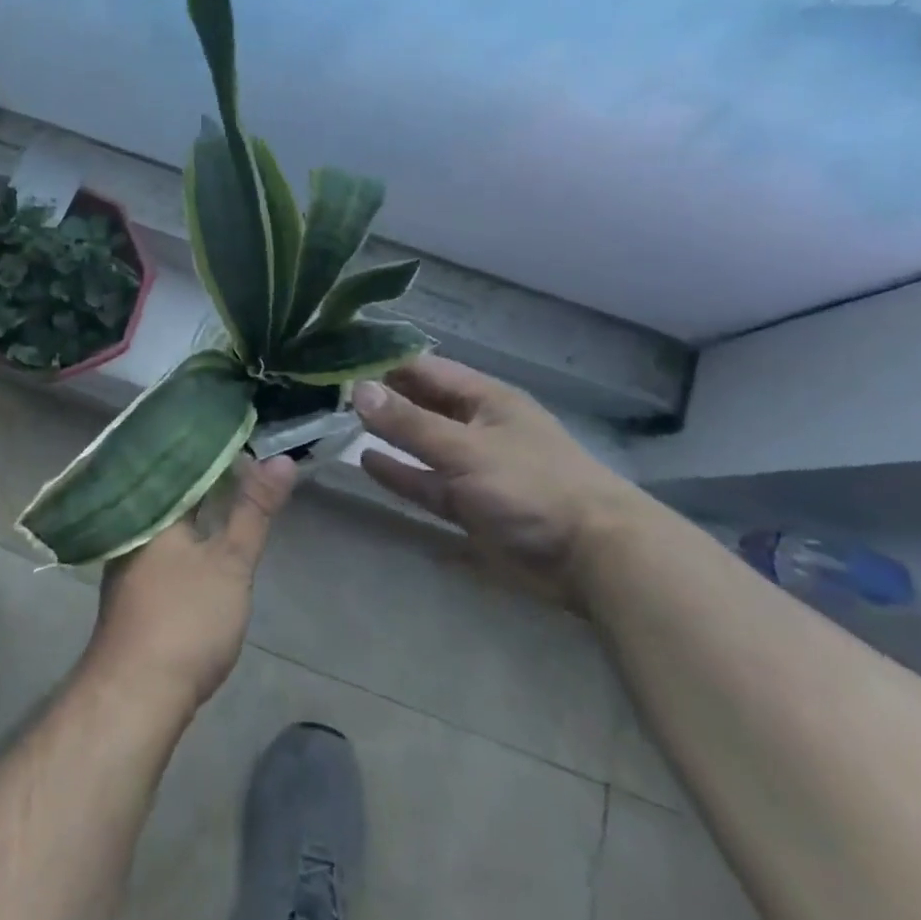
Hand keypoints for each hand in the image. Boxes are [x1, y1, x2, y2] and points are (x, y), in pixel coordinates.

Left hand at [81, 453, 297, 712]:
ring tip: (235, 488)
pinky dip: (189, 527)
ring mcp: (131, 554)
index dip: (217, 446)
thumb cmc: (185, 618)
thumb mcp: (231, 561)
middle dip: (210, 473)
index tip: (246, 433)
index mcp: (153, 506)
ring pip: (170, 512)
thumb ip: (255, 510)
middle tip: (249, 458)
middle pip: (176, 485)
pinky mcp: (136, 583)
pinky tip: (206, 533)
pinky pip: (165, 537)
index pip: (184, 459)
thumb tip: (283, 460)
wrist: (135, 696)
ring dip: (199, 500)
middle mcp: (136, 522)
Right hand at [354, 356, 647, 610]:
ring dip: (387, 435)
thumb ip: (409, 423)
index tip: (338, 360)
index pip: (424, 368)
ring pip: (421, 443)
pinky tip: (367, 463)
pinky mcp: (470, 505)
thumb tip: (357, 390)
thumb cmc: (531, 486)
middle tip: (327, 391)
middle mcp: (475, 425)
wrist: (593, 559)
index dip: (383, 363)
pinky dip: (400, 473)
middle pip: (420, 404)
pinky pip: (426, 482)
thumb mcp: (465, 449)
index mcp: (483, 398)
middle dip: (381, 398)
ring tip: (339, 423)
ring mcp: (472, 466)